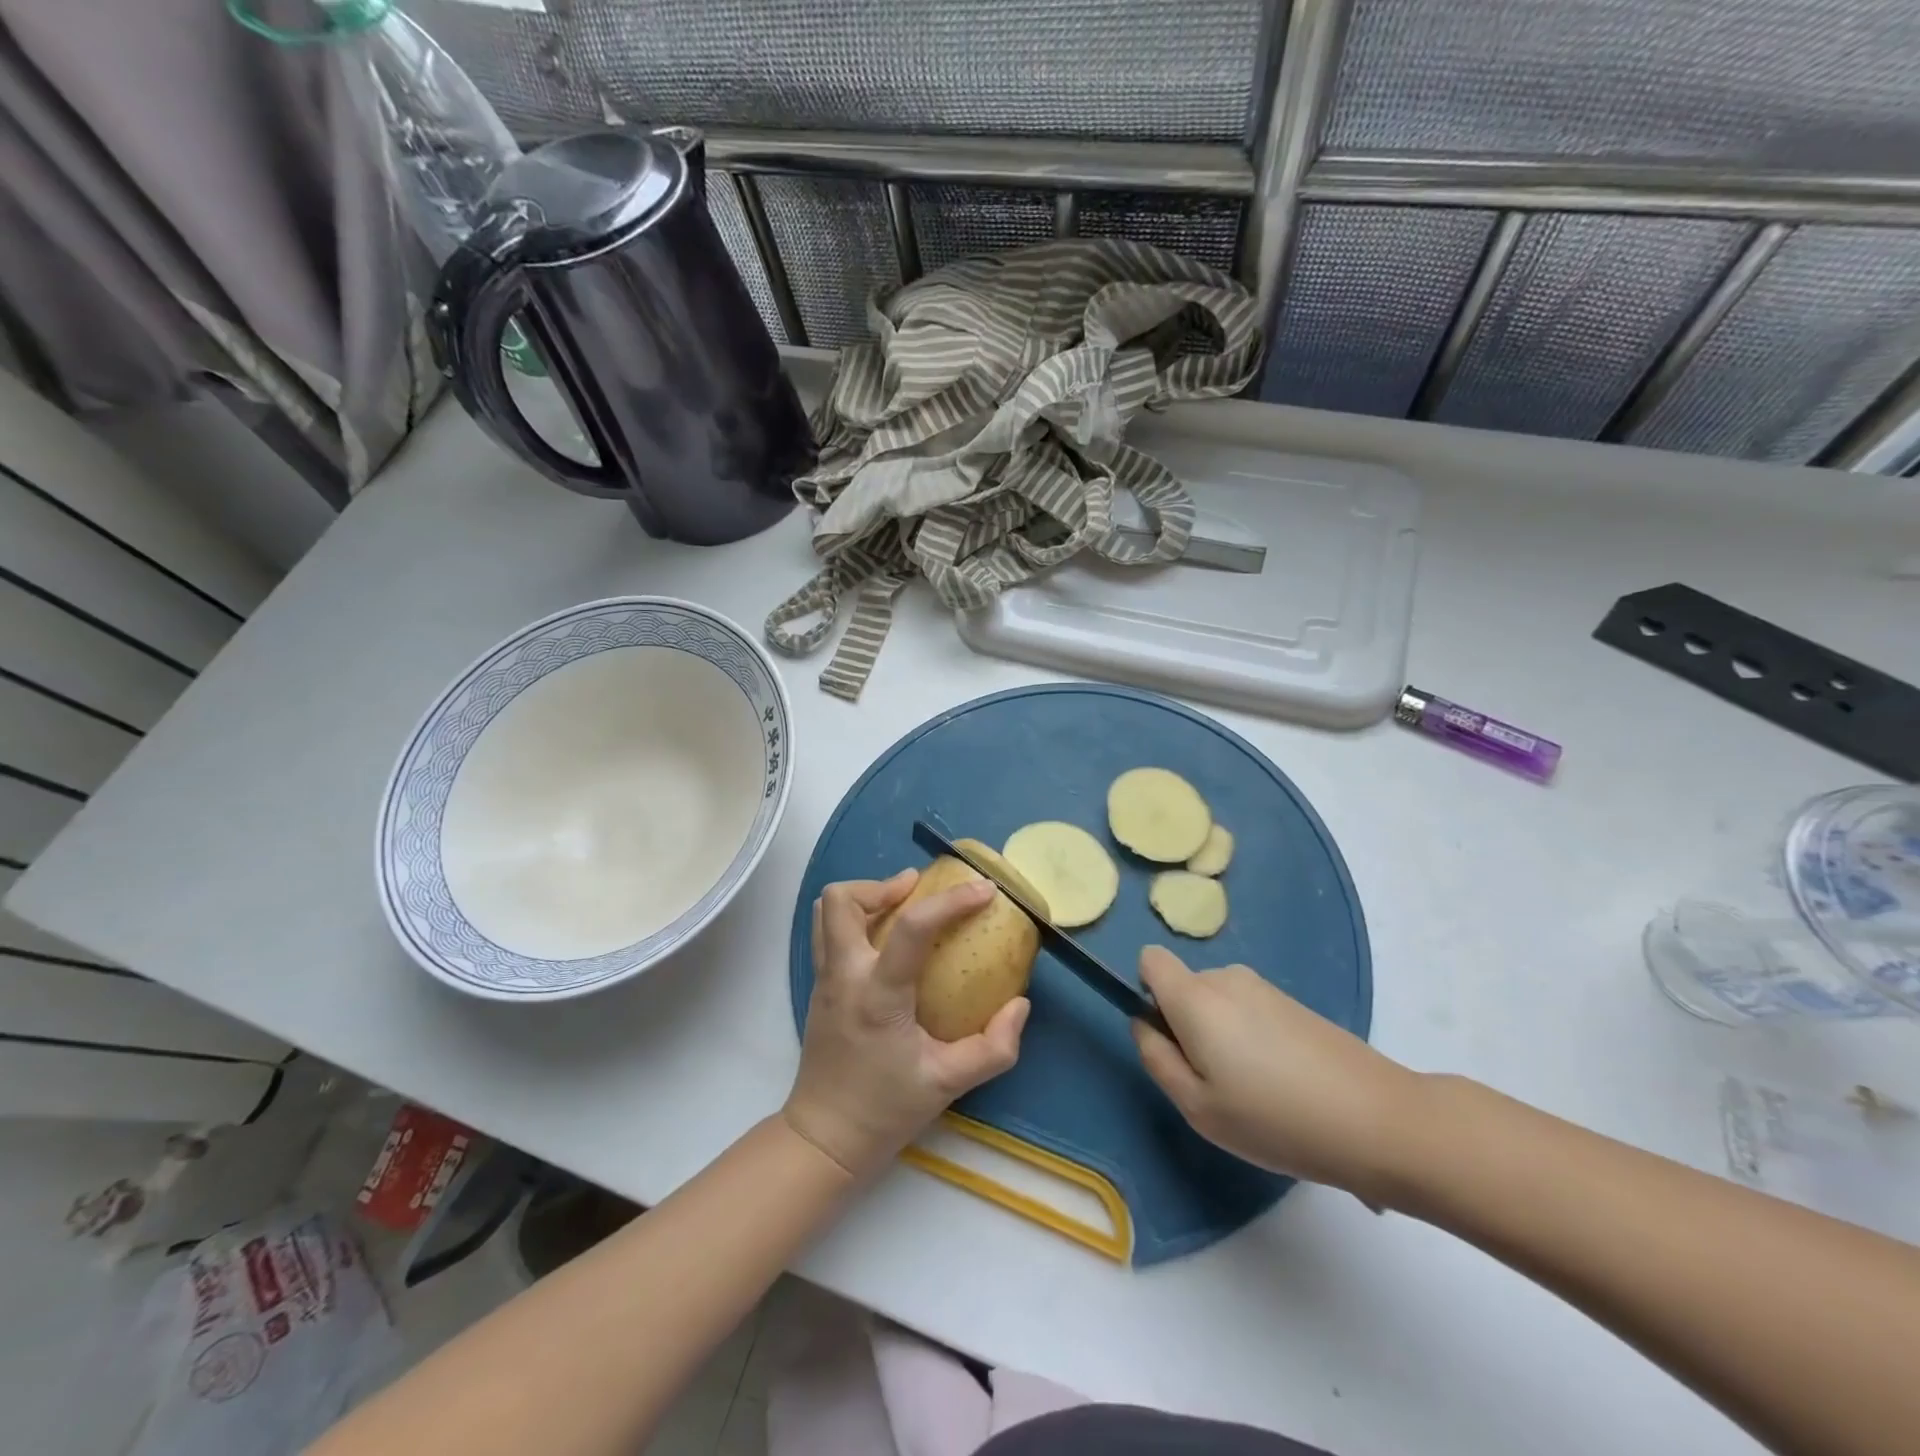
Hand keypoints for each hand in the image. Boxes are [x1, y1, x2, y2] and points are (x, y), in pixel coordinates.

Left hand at [783, 870, 1029, 1179]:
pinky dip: (855, 919)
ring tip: (901, 906)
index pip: (911, 929)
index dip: (951, 902)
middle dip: (881, 884)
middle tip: (919, 891)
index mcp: (878, 996)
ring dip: (863, 897)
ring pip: (825, 911)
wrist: (825, 1139)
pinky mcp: (817, 987)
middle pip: (841, 901)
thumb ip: (993, 1048)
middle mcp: (843, 976)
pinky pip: (827, 933)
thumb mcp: (949, 1084)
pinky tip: (886, 941)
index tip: (983, 890)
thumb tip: (1020, 1005)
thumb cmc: (886, 1110)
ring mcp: (823, 979)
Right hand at [1133, 946, 1422, 1204]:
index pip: (1150, 960)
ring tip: (1256, 1090)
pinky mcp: (1294, 1003)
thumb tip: (1144, 1023)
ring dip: (1222, 1036)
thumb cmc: (1275, 1119)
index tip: (1171, 1039)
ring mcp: (1265, 988)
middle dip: (1187, 1025)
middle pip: (1184, 987)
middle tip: (1216, 1083)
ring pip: (1218, 1002)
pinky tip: (1284, 1084)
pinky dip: (1252, 1039)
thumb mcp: (1197, 1106)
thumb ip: (1156, 1057)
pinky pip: (1249, 1011)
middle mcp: (1226, 978)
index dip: (1147, 993)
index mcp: (1195, 997)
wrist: (1378, 1120)